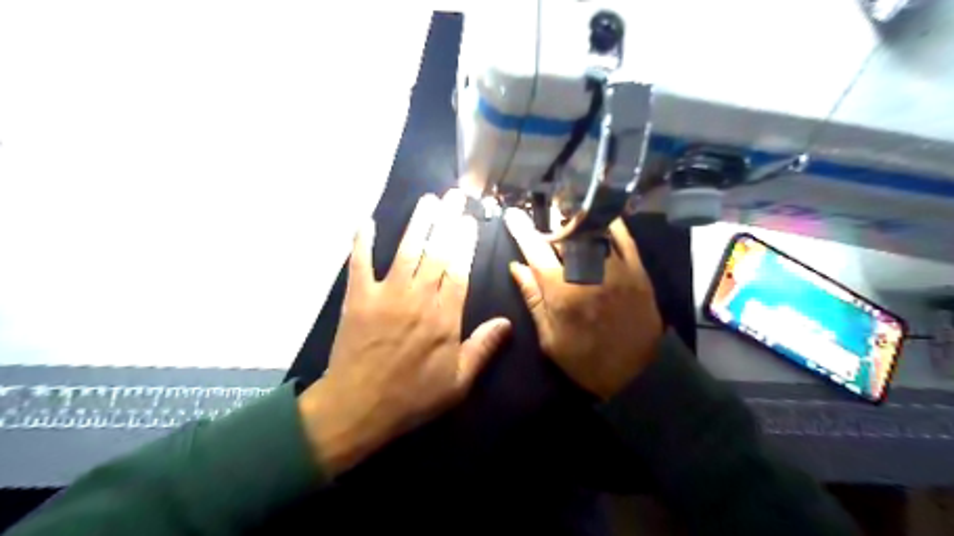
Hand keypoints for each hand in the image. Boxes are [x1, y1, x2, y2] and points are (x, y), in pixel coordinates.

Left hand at [300, 190, 510, 475]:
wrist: (358, 407)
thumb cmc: (412, 396)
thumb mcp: (458, 382)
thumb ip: (483, 348)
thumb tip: (507, 322)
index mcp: (444, 317)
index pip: (459, 270)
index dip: (465, 243)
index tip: (470, 221)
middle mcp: (418, 298)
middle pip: (436, 252)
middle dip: (447, 221)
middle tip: (455, 196)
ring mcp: (386, 295)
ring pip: (406, 250)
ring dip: (417, 223)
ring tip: (428, 200)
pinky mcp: (358, 298)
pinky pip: (360, 264)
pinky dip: (362, 242)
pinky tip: (366, 222)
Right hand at [506, 210, 665, 401]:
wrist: (636, 375)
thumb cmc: (585, 361)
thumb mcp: (549, 337)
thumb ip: (533, 298)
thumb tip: (516, 266)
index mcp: (563, 292)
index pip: (536, 252)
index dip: (521, 231)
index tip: (512, 215)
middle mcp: (589, 273)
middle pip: (565, 236)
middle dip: (550, 227)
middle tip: (544, 229)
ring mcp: (617, 269)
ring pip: (593, 231)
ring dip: (575, 223)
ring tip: (566, 222)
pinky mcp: (638, 271)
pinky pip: (623, 237)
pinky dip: (609, 225)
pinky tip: (597, 220)